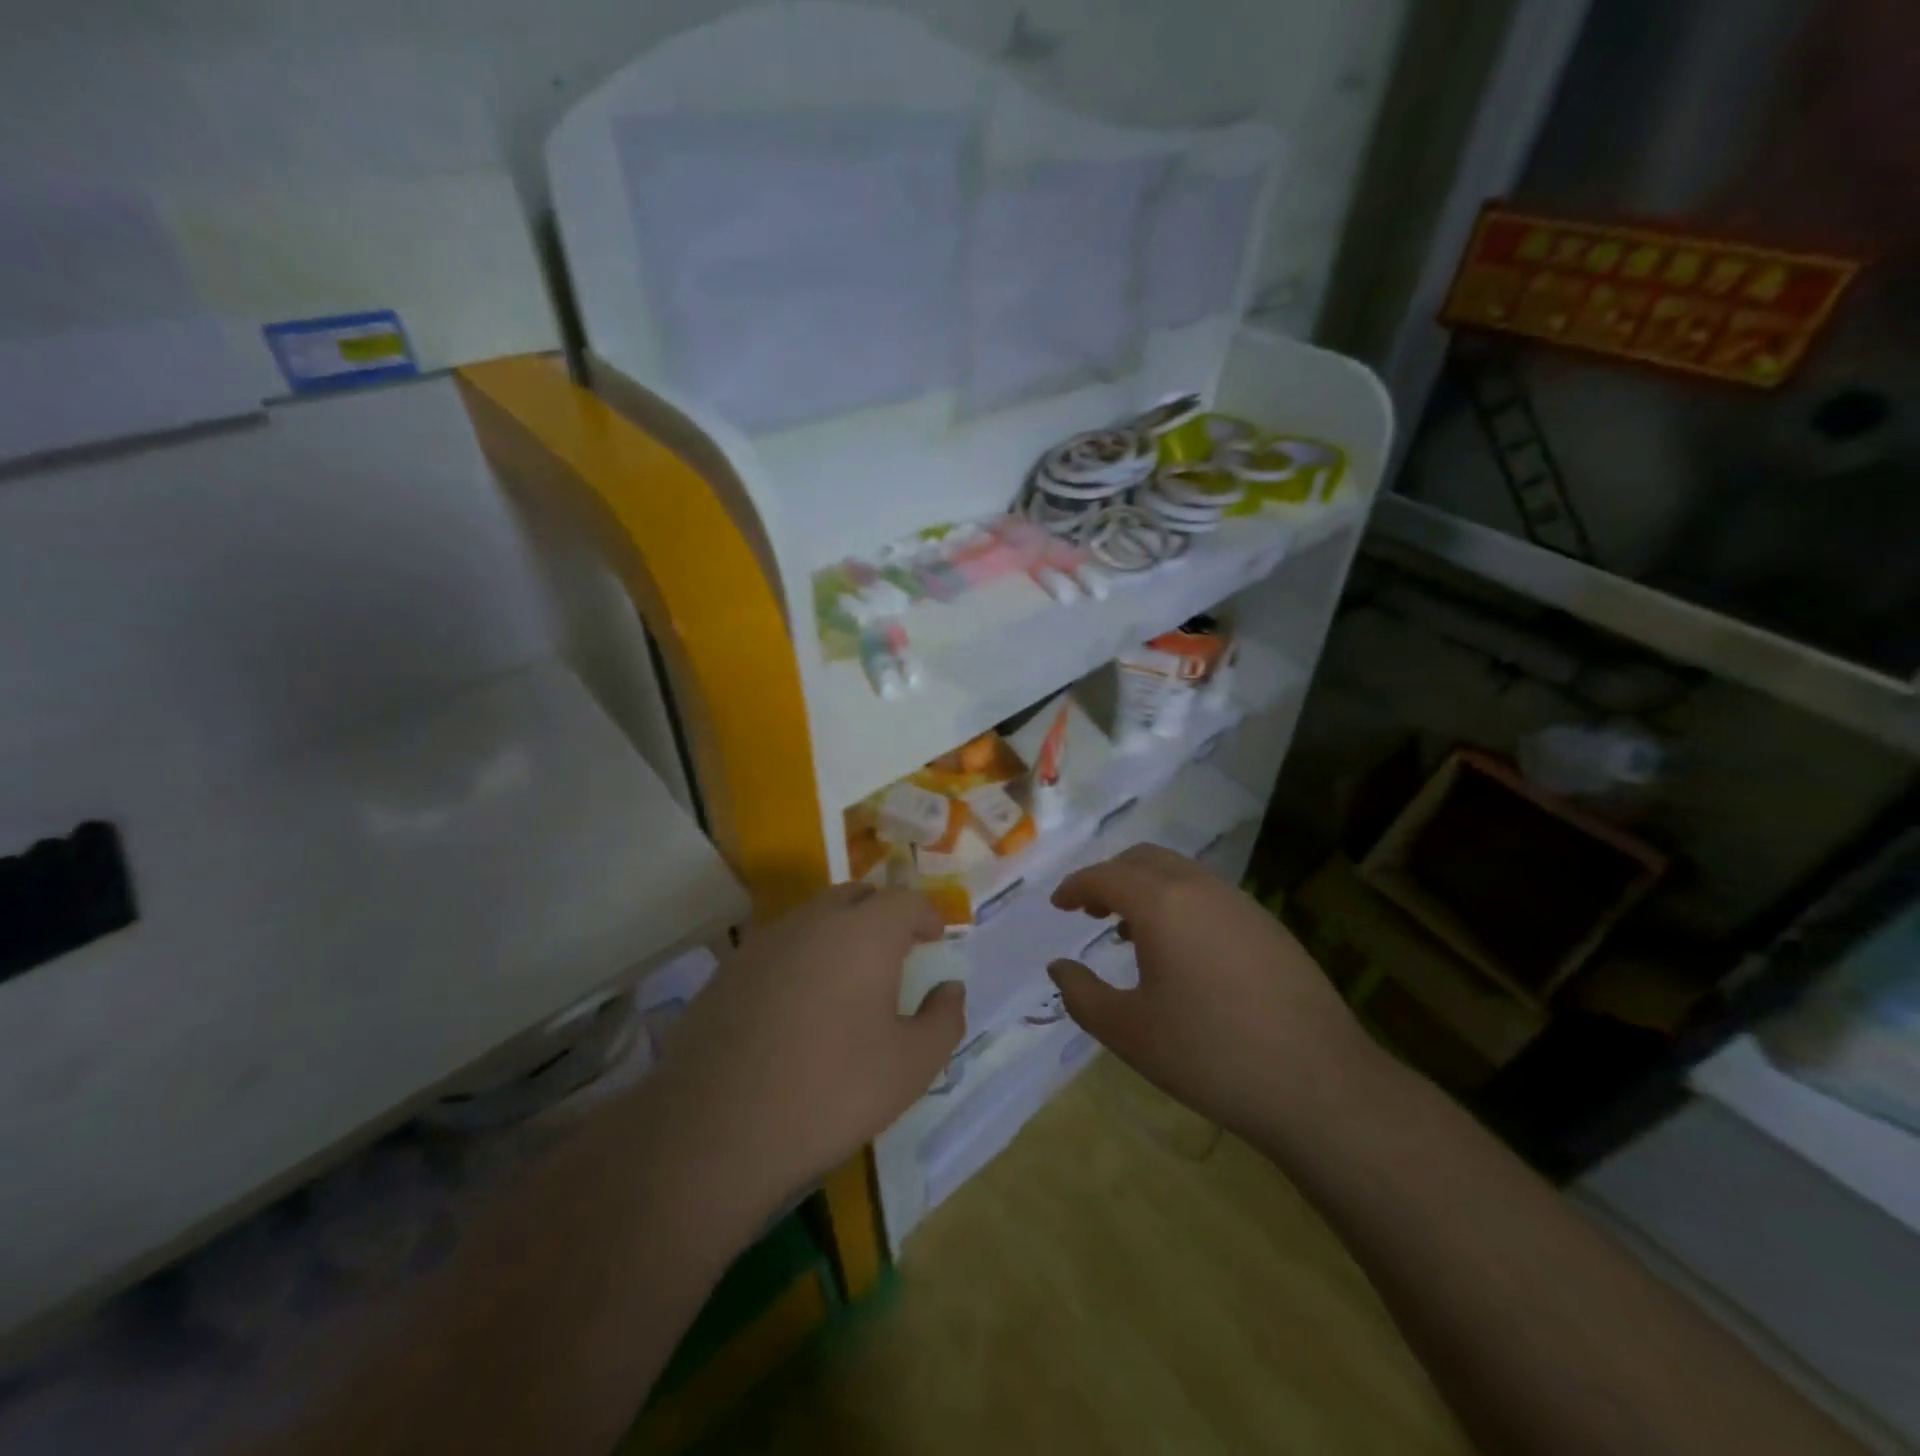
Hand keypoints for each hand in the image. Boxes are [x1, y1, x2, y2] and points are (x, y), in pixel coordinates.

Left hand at [647, 885, 964, 1230]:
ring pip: (813, 917)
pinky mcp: (728, 970)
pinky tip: (799, 1004)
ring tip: (849, 978)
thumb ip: (944, 1020)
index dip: (926, 914)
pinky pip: (779, 946)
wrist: (716, 1130)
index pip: (905, 901)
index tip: (936, 938)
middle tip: (897, 951)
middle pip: (856, 896)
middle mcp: (813, 921)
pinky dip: (801, 958)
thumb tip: (950, 989)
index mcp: (864, 933)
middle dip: (883, 914)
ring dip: (839, 933)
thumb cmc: (831, 1091)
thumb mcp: (911, 1066)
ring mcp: (764, 942)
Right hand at [1047, 845, 1371, 1140]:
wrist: (1318, 1084)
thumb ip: (1082, 995)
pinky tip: (1182, 951)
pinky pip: (1210, 895)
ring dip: (1147, 889)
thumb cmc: (1209, 1055)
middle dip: (1110, 877)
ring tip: (1132, 933)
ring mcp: (1241, 903)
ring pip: (1181, 873)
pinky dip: (1180, 903)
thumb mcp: (1129, 1032)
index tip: (1058, 905)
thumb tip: (1060, 967)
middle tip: (1091, 911)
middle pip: (1144, 859)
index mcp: (1162, 904)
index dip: (1075, 886)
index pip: (1105, 876)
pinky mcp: (1269, 926)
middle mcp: (1201, 888)